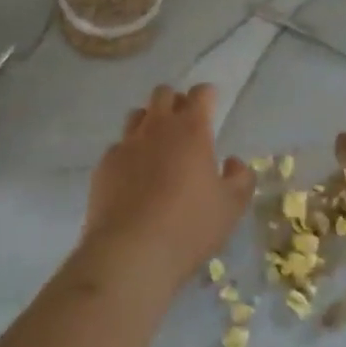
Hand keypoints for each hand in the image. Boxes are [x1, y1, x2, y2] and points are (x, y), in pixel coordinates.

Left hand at [79, 85, 254, 300]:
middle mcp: (157, 127)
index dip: (208, 96)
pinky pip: (118, 146)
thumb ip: (240, 178)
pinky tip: (133, 177)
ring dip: (149, 122)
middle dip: (175, 102)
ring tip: (157, 148)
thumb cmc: (189, 226)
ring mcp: (127, 143)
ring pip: (137, 115)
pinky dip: (128, 153)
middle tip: (184, 126)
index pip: (201, 93)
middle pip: (164, 94)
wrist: (130, 253)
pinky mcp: (104, 164)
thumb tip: (234, 162)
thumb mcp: (231, 207)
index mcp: (191, 129)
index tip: (212, 106)